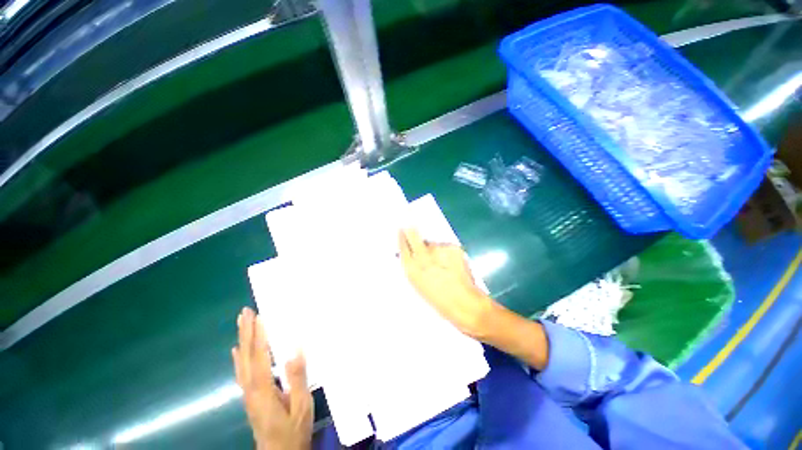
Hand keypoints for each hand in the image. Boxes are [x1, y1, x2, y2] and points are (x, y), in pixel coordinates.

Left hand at [232, 307, 312, 449]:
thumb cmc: (293, 431)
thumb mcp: (301, 406)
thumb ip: (297, 378)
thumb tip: (295, 350)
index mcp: (263, 389)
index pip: (259, 357)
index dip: (259, 336)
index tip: (259, 316)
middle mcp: (251, 388)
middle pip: (246, 356)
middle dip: (245, 332)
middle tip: (245, 312)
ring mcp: (248, 393)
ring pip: (241, 362)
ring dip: (241, 340)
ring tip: (241, 323)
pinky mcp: (250, 397)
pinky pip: (241, 372)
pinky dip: (238, 358)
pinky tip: (236, 350)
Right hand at [398, 228, 494, 338]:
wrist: (464, 303)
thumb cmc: (439, 300)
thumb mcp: (419, 285)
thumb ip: (413, 267)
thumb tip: (412, 253)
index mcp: (411, 269)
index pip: (402, 246)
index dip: (401, 237)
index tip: (401, 230)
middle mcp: (423, 256)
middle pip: (413, 235)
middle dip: (411, 231)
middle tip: (411, 227)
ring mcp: (439, 250)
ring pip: (433, 244)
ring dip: (436, 249)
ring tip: (444, 264)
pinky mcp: (453, 247)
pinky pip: (446, 247)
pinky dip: (448, 253)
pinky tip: (453, 264)